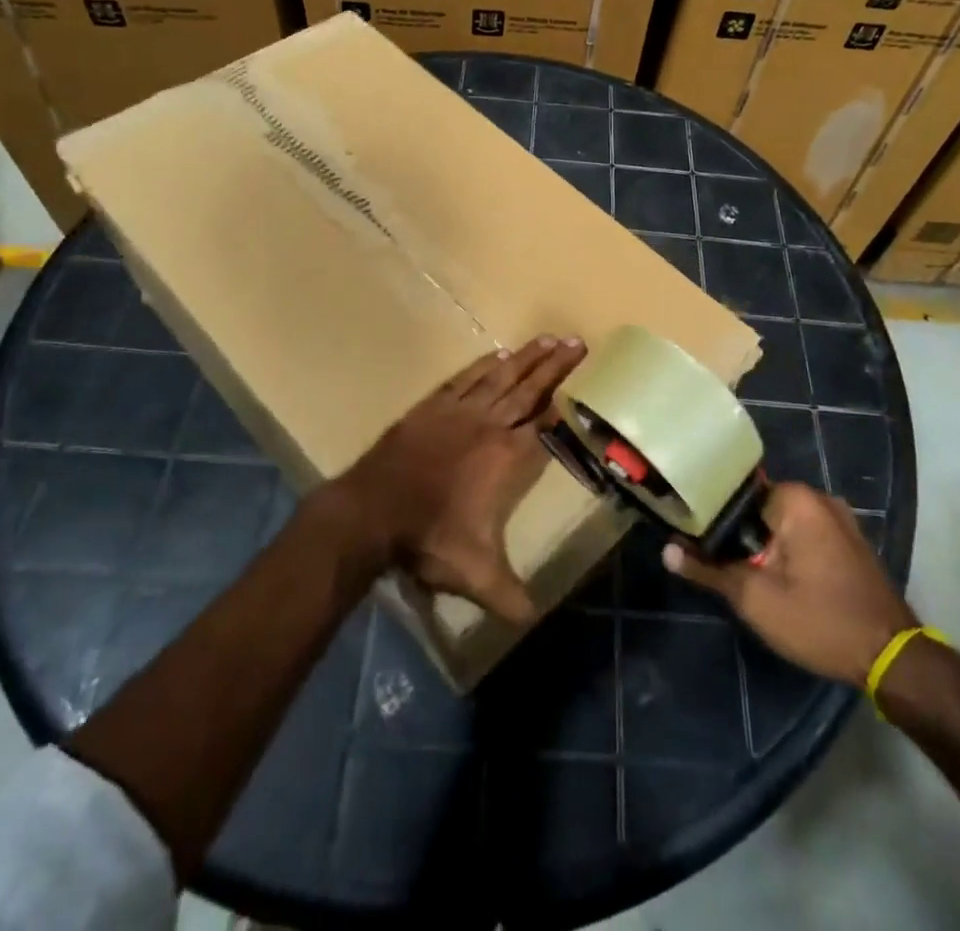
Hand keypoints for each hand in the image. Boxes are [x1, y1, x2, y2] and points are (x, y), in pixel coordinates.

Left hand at [332, 336, 585, 622]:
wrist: (373, 511)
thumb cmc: (429, 539)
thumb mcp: (476, 575)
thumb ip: (510, 595)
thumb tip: (535, 621)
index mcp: (507, 458)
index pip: (545, 423)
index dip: (566, 403)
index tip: (585, 381)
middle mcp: (489, 425)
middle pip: (530, 390)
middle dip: (555, 366)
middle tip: (577, 342)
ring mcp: (459, 411)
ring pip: (501, 377)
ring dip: (526, 358)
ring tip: (548, 338)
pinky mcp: (432, 406)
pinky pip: (466, 378)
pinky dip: (484, 365)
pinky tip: (498, 354)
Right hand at [664, 482, 915, 683]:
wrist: (893, 660)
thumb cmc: (820, 620)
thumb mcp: (756, 599)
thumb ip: (709, 570)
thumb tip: (667, 550)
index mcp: (796, 499)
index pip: (736, 493)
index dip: (710, 514)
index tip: (690, 534)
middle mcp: (819, 498)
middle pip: (758, 508)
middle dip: (736, 533)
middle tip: (710, 558)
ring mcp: (839, 520)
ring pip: (781, 524)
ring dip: (761, 544)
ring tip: (734, 568)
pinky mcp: (849, 543)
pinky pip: (804, 536)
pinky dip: (785, 550)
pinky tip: (772, 576)